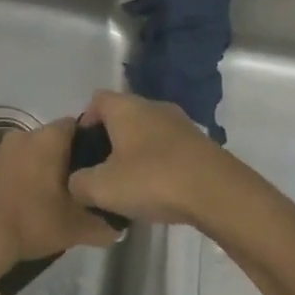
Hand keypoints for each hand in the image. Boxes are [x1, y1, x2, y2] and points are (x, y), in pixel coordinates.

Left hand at [0, 117, 122, 268]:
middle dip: (61, 159)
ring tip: (45, 199)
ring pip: (26, 153)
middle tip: (73, 186)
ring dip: (36, 169)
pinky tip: (18, 204)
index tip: (94, 166)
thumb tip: (117, 226)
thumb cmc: (33, 220)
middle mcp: (22, 135)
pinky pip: (6, 167)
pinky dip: (14, 179)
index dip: (87, 143)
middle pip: (49, 140)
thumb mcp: (76, 228)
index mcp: (47, 140)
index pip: (74, 126)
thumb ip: (102, 224)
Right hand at [67, 90, 247, 226]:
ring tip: (132, 185)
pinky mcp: (200, 144)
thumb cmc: (153, 180)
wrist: (218, 193)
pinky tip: (160, 191)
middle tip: (103, 172)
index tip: (83, 152)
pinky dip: (160, 163)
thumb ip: (78, 183)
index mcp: (125, 107)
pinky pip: (169, 148)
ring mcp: (180, 123)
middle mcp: (152, 106)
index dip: (85, 123)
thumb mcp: (102, 188)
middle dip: (111, 141)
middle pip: (122, 116)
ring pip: (147, 132)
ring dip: (137, 153)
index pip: (96, 100)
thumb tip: (76, 182)